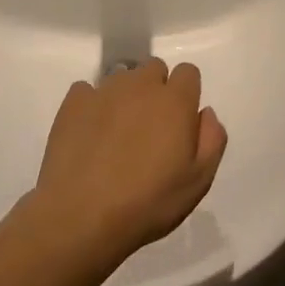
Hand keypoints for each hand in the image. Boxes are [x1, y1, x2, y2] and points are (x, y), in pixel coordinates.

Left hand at [31, 58, 227, 266]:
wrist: (80, 217)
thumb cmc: (148, 202)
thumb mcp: (199, 181)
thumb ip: (212, 139)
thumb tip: (205, 112)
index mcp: (175, 101)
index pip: (188, 72)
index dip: (186, 93)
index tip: (180, 121)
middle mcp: (141, 85)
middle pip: (154, 68)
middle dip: (156, 89)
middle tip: (150, 128)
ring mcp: (104, 91)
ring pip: (122, 78)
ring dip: (126, 96)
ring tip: (117, 133)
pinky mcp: (73, 104)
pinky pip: (87, 90)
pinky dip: (92, 105)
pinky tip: (90, 134)